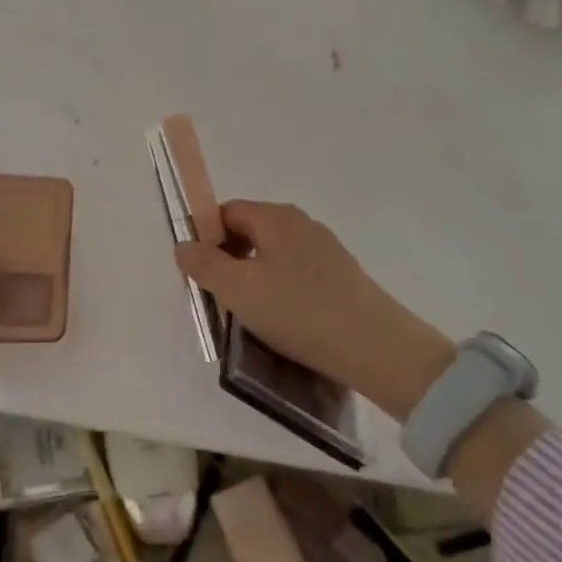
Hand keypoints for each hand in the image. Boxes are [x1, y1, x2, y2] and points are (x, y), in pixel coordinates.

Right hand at [175, 200, 456, 422]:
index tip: (198, 274)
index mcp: (276, 217)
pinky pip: (295, 275)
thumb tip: (183, 245)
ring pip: (272, 256)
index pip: (226, 212)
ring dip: (253, 279)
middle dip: (227, 260)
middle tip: (219, 298)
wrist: (377, 349)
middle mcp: (302, 224)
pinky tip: (283, 322)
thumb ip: (203, 263)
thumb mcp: (238, 289)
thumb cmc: (298, 311)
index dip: (204, 238)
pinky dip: (280, 292)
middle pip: (249, 232)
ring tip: (250, 316)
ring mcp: (326, 250)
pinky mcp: (342, 277)